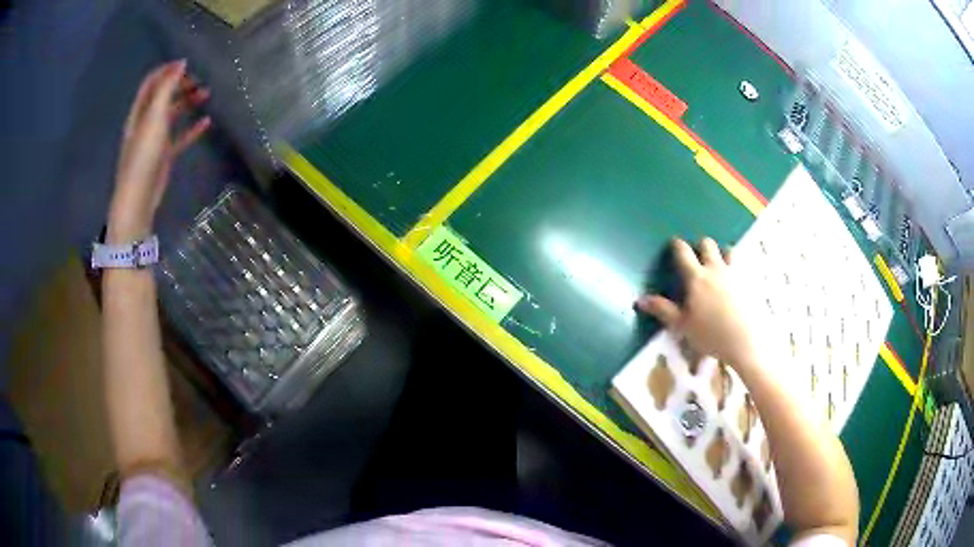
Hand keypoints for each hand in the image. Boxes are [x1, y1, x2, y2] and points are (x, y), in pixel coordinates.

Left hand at [107, 60, 210, 243]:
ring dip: (188, 102)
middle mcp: (146, 122)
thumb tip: (181, 63)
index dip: (167, 70)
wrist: (138, 197)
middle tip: (199, 79)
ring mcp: (155, 139)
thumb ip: (167, 88)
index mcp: (139, 111)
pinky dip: (192, 128)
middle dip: (180, 84)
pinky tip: (206, 122)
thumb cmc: (143, 154)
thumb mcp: (154, 116)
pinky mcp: (164, 156)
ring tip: (207, 94)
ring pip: (173, 114)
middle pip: (163, 95)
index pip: (151, 82)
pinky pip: (180, 137)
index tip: (187, 63)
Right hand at [636, 238, 757, 366]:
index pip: (684, 253)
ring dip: (723, 253)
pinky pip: (743, 267)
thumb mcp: (682, 325)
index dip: (678, 245)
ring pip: (729, 250)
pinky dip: (738, 268)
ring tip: (720, 264)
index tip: (674, 243)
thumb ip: (662, 310)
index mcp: (697, 278)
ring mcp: (735, 274)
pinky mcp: (750, 282)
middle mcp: (716, 269)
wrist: (745, 342)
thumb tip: (639, 300)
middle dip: (701, 245)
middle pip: (708, 245)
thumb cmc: (710, 335)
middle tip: (698, 255)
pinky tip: (737, 280)